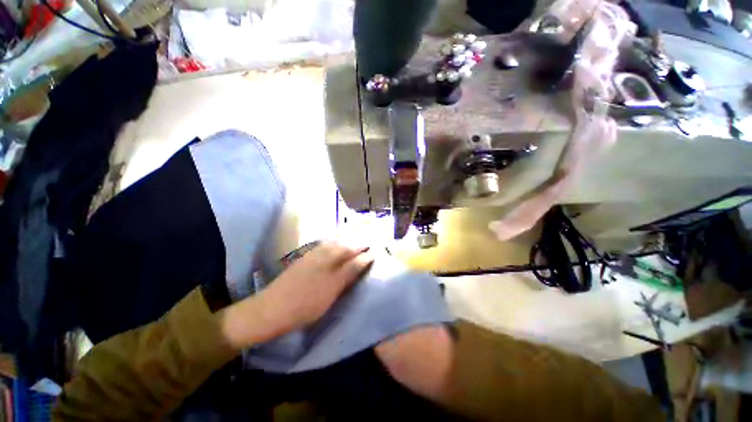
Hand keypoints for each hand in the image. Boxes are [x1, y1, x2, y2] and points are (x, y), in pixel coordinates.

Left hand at [220, 241, 372, 348]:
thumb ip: (345, 279)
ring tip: (355, 238)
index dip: (365, 257)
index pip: (354, 261)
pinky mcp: (305, 258)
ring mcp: (313, 257)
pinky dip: (334, 241)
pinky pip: (325, 244)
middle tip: (368, 242)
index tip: (374, 253)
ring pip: (335, 244)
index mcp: (333, 273)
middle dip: (358, 244)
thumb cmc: (303, 308)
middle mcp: (325, 260)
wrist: (271, 308)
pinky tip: (335, 241)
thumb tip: (359, 266)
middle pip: (345, 248)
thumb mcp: (329, 298)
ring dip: (347, 240)